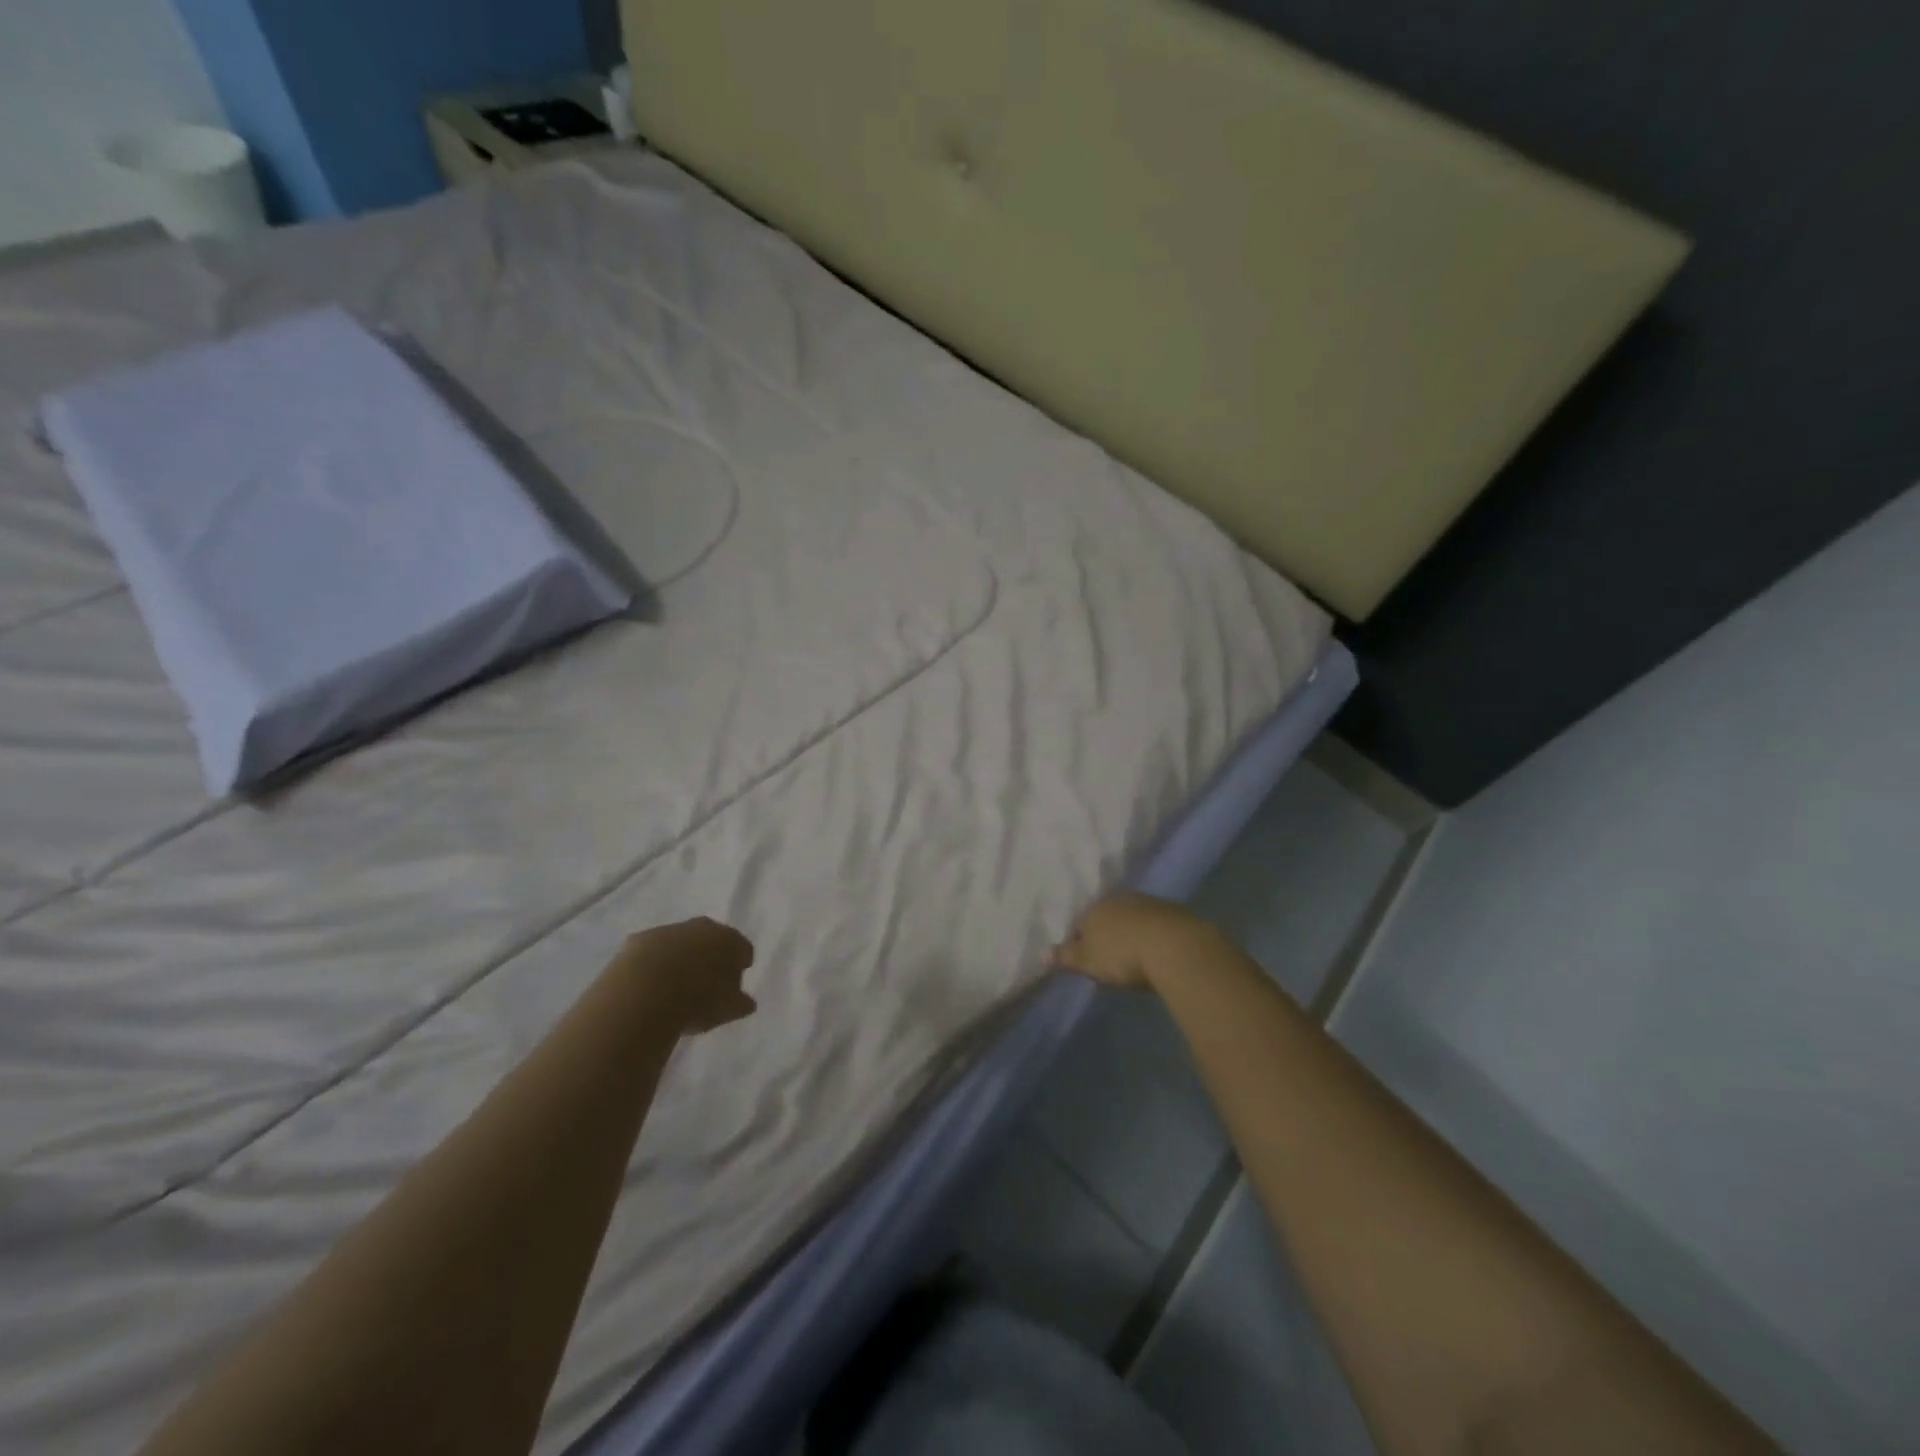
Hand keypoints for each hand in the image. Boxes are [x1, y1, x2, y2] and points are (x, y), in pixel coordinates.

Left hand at [615, 917, 757, 1034]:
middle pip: (712, 939)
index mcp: (730, 941)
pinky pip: (651, 951)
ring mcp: (670, 930)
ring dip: (680, 958)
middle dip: (710, 956)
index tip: (734, 982)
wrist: (644, 993)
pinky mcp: (639, 940)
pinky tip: (647, 985)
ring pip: (680, 942)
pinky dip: (652, 963)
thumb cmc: (697, 1001)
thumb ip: (740, 1003)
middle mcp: (702, 928)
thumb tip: (746, 1002)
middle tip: (705, 981)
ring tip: (673, 986)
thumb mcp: (727, 1010)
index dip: (739, 965)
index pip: (742, 949)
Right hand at [1051, 893, 1220, 990]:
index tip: (1087, 960)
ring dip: (1133, 933)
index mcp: (1095, 908)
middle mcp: (1120, 899)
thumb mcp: (1088, 961)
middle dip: (1108, 934)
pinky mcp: (1175, 912)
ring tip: (1137, 956)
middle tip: (1112, 959)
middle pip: (1108, 917)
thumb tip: (1042, 952)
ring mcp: (1150, 903)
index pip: (1081, 923)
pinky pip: (1158, 924)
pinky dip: (1155, 935)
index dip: (1081, 942)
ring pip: (1134, 918)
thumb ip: (1066, 956)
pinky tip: (1159, 952)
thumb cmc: (1122, 955)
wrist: (1175, 947)